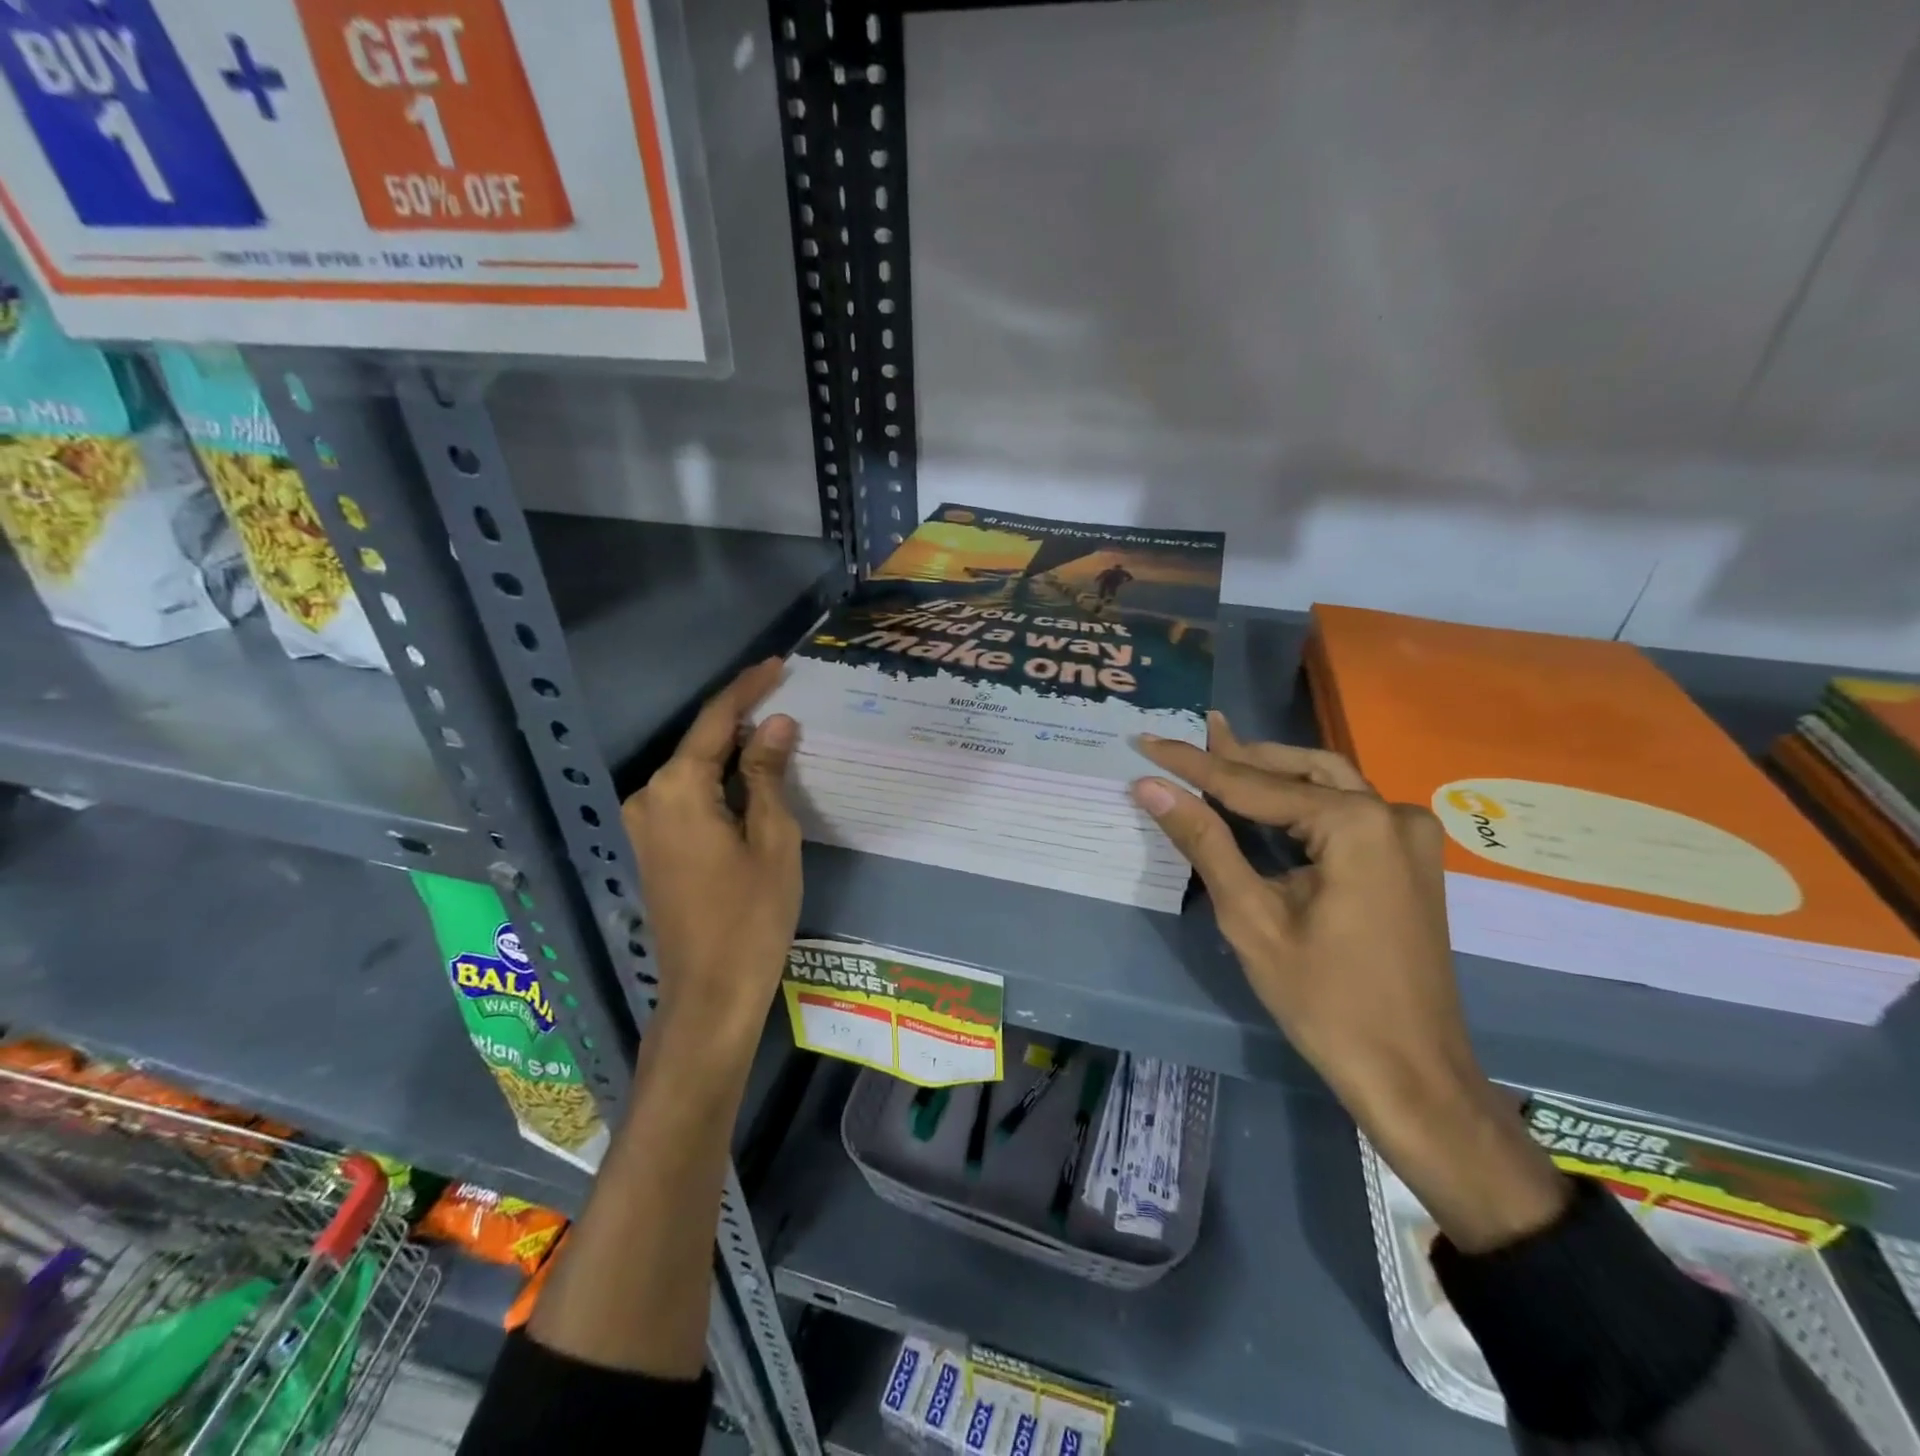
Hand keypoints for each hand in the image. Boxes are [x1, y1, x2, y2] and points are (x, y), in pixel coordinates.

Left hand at [622, 659, 801, 1057]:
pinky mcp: (651, 847)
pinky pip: (688, 798)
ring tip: (778, 738)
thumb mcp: (773, 838)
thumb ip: (768, 774)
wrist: (709, 993)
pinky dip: (720, 783)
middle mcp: (649, 798)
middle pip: (702, 744)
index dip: (748, 689)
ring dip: (733, 754)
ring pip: (695, 772)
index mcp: (678, 790)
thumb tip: (775, 723)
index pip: (716, 721)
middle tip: (787, 700)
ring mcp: (644, 825)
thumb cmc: (752, 916)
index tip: (778, 664)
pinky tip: (753, 781)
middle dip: (743, 721)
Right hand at [1131, 713, 1567, 1251]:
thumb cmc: (1324, 1001)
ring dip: (1271, 772)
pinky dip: (1302, 799)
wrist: (1411, 1074)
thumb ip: (1204, 841)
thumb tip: (1151, 788)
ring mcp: (1410, 835)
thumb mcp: (1251, 917)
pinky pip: (1348, 809)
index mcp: (1355, 824)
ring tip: (1218, 755)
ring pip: (1328, 782)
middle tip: (1186, 737)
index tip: (1148, 739)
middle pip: (1299, 769)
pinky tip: (1267, 800)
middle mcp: (1391, 813)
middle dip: (1238, 755)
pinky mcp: (1412, 858)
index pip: (1253, 784)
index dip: (1194, 764)